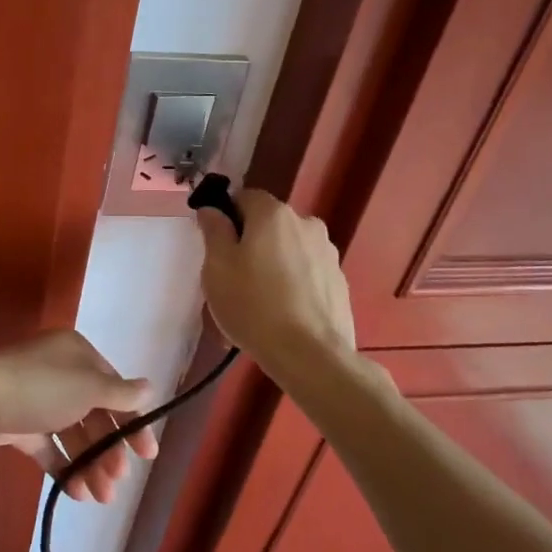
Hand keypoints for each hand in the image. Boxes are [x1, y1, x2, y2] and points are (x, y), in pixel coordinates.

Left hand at [0, 331, 156, 502]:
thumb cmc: (36, 389)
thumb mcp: (86, 387)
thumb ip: (119, 393)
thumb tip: (149, 388)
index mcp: (75, 354)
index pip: (113, 387)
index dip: (131, 421)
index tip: (147, 455)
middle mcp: (57, 372)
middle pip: (93, 413)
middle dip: (108, 449)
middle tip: (116, 482)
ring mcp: (35, 399)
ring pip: (72, 433)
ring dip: (89, 463)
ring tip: (99, 497)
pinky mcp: (16, 425)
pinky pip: (47, 447)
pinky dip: (64, 467)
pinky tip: (76, 492)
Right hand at [196, 189, 355, 365]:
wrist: (310, 354)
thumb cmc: (253, 305)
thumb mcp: (216, 267)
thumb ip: (214, 230)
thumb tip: (212, 209)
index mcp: (273, 214)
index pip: (244, 197)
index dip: (226, 217)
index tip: (216, 246)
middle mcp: (306, 223)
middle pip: (268, 224)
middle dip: (250, 242)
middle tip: (232, 277)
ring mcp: (327, 253)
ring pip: (288, 249)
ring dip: (272, 264)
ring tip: (257, 302)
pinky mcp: (339, 281)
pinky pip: (306, 273)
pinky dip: (291, 284)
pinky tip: (280, 314)